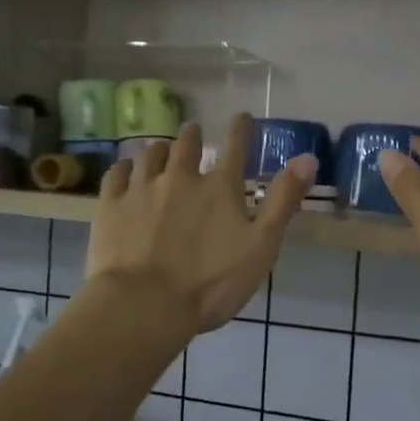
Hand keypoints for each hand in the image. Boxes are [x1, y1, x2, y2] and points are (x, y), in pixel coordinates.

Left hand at [87, 116, 315, 333]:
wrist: (144, 304)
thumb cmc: (211, 283)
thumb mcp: (261, 247)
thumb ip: (283, 202)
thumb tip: (308, 157)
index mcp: (220, 188)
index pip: (235, 147)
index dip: (240, 128)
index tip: (241, 116)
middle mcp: (180, 177)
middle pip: (186, 144)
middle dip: (192, 135)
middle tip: (193, 132)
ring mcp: (142, 189)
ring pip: (150, 154)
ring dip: (160, 149)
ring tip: (161, 150)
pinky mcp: (111, 205)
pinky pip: (117, 174)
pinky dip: (125, 168)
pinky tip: (126, 170)